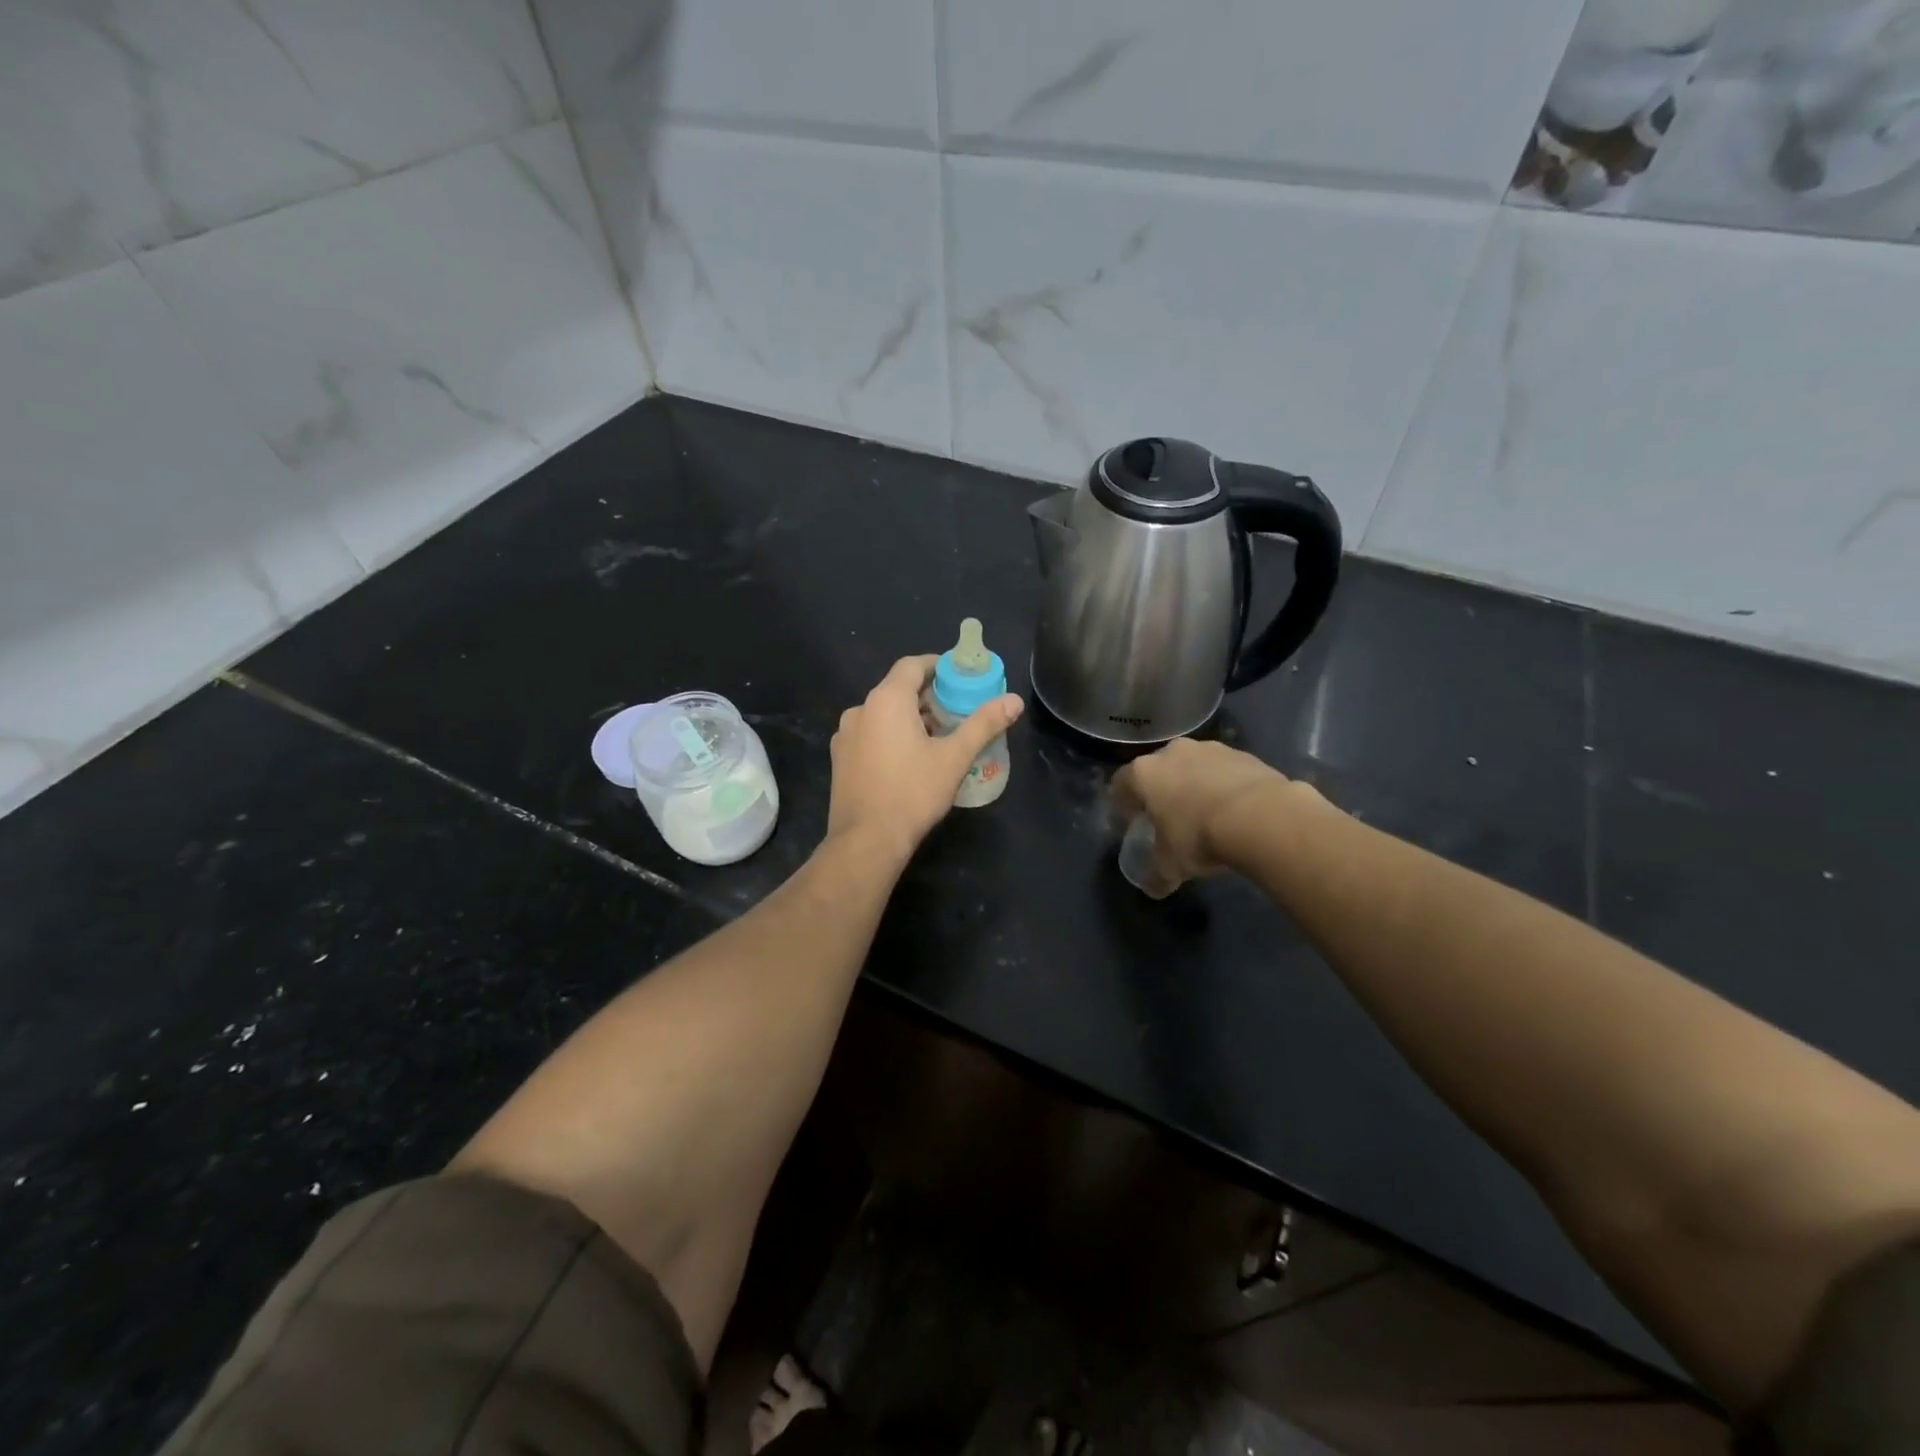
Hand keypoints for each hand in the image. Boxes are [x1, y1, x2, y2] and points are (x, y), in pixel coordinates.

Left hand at [826, 655, 1023, 863]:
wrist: (866, 840)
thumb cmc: (913, 792)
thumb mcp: (955, 757)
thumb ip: (984, 724)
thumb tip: (1015, 700)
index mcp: (886, 700)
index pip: (912, 665)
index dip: (937, 666)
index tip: (959, 677)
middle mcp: (860, 710)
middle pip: (897, 690)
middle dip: (928, 697)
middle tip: (957, 711)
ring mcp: (846, 736)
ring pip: (882, 714)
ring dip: (909, 718)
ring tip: (938, 738)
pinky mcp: (841, 759)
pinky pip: (870, 735)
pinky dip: (890, 736)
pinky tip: (909, 760)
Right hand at [1111, 739, 1293, 892]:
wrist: (1261, 817)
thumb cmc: (1198, 836)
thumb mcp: (1170, 865)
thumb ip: (1156, 875)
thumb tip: (1153, 888)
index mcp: (1144, 773)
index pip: (1121, 783)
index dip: (1123, 803)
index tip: (1131, 821)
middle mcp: (1173, 752)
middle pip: (1159, 769)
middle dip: (1161, 790)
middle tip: (1169, 817)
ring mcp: (1211, 749)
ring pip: (1193, 766)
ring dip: (1195, 785)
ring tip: (1206, 814)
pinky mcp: (1244, 755)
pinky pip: (1225, 771)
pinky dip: (1224, 786)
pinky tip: (1235, 811)